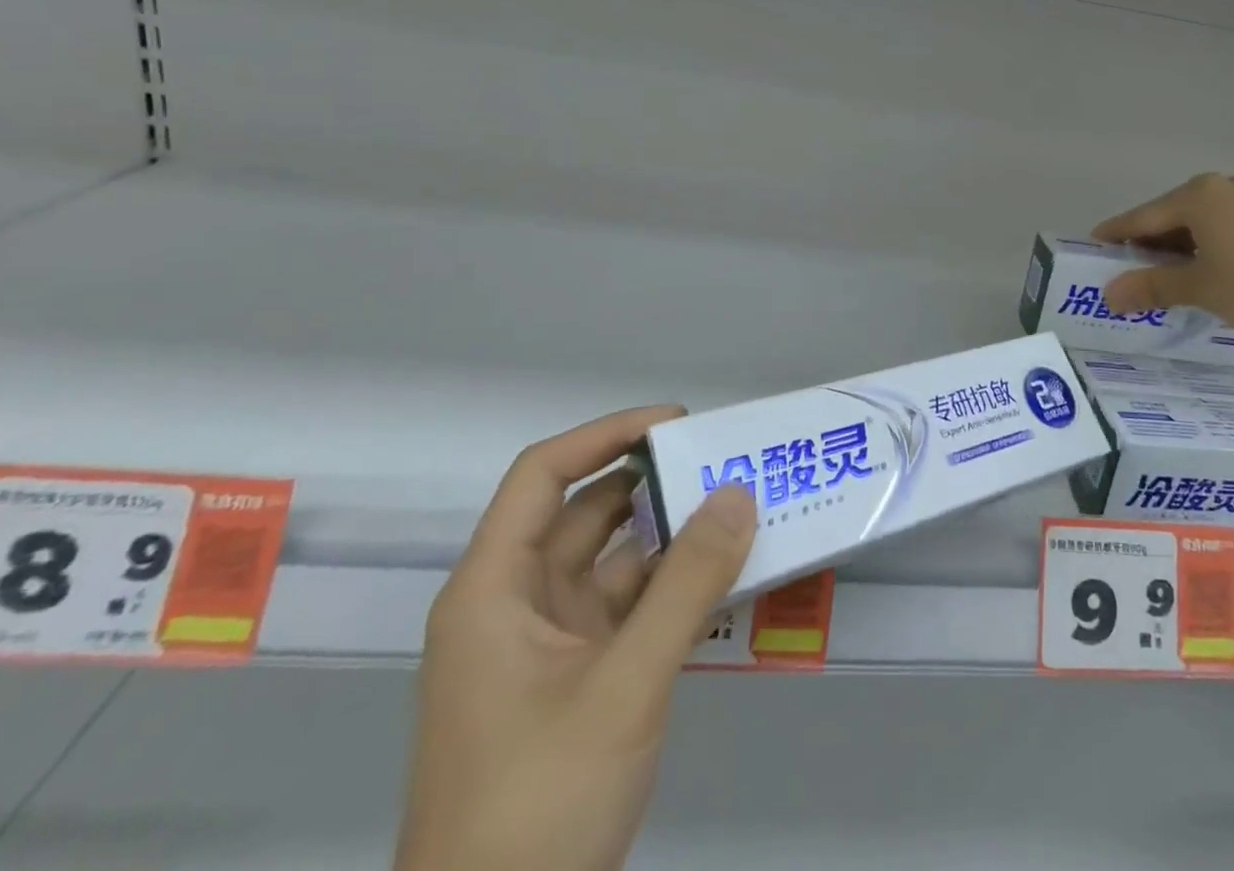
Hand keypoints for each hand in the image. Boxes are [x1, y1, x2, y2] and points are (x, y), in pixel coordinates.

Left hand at [394, 408, 757, 870]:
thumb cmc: (536, 807)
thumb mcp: (623, 685)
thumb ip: (687, 585)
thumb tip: (738, 493)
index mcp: (492, 590)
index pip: (544, 475)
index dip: (607, 435)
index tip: (676, 426)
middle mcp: (514, 606)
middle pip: (586, 514)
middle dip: (655, 484)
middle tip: (727, 464)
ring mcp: (546, 648)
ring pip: (615, 564)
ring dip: (673, 539)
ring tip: (741, 511)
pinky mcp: (576, 683)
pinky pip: (630, 611)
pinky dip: (674, 589)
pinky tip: (725, 578)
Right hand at [1092, 173, 1233, 329]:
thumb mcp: (1199, 288)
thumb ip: (1152, 287)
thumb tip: (1109, 294)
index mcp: (1194, 197)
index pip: (1139, 218)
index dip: (1114, 237)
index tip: (1092, 249)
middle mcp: (1219, 189)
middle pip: (1169, 217)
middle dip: (1148, 245)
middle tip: (1129, 272)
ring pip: (1200, 224)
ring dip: (1180, 249)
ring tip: (1169, 278)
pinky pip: (1226, 229)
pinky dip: (1209, 248)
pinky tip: (1212, 273)